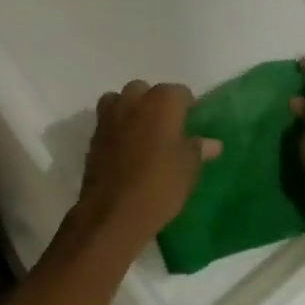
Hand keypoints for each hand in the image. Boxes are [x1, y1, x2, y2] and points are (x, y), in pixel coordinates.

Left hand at [74, 80, 220, 242]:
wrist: (112, 213)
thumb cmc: (159, 186)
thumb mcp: (188, 169)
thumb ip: (198, 150)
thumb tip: (212, 143)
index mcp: (161, 102)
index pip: (179, 92)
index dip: (187, 106)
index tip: (191, 124)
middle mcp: (133, 101)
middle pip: (146, 90)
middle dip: (155, 104)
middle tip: (167, 129)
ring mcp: (109, 117)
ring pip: (121, 100)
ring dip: (131, 110)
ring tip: (143, 134)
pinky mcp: (93, 136)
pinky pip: (108, 121)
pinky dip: (117, 128)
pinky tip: (126, 150)